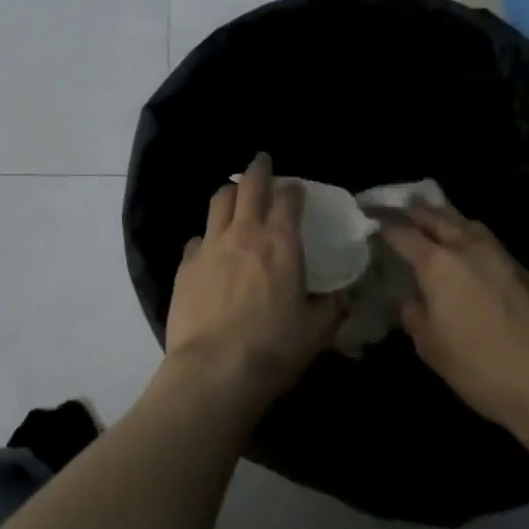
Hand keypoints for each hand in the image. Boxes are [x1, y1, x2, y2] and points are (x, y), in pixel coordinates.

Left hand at [163, 153, 342, 411]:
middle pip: (249, 187)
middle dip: (258, 169)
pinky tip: (210, 244)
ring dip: (230, 192)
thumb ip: (331, 308)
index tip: (296, 188)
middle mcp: (243, 233)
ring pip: (219, 201)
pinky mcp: (186, 263)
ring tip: (234, 191)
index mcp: (280, 244)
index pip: (287, 201)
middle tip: (262, 160)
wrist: (215, 368)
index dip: (293, 190)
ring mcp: (210, 245)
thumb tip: (342, 296)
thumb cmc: (273, 349)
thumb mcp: (316, 332)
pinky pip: (198, 237)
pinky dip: (208, 234)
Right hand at [381, 202, 528, 440]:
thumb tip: (413, 304)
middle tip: (400, 205)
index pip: (402, 233)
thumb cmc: (485, 370)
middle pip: (437, 217)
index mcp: (438, 265)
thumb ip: (416, 319)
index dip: (383, 224)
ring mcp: (504, 259)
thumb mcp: (433, 350)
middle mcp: (469, 251)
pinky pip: (493, 243)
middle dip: (415, 210)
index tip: (369, 218)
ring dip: (448, 217)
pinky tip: (474, 252)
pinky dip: (475, 238)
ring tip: (437, 216)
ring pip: (470, 224)